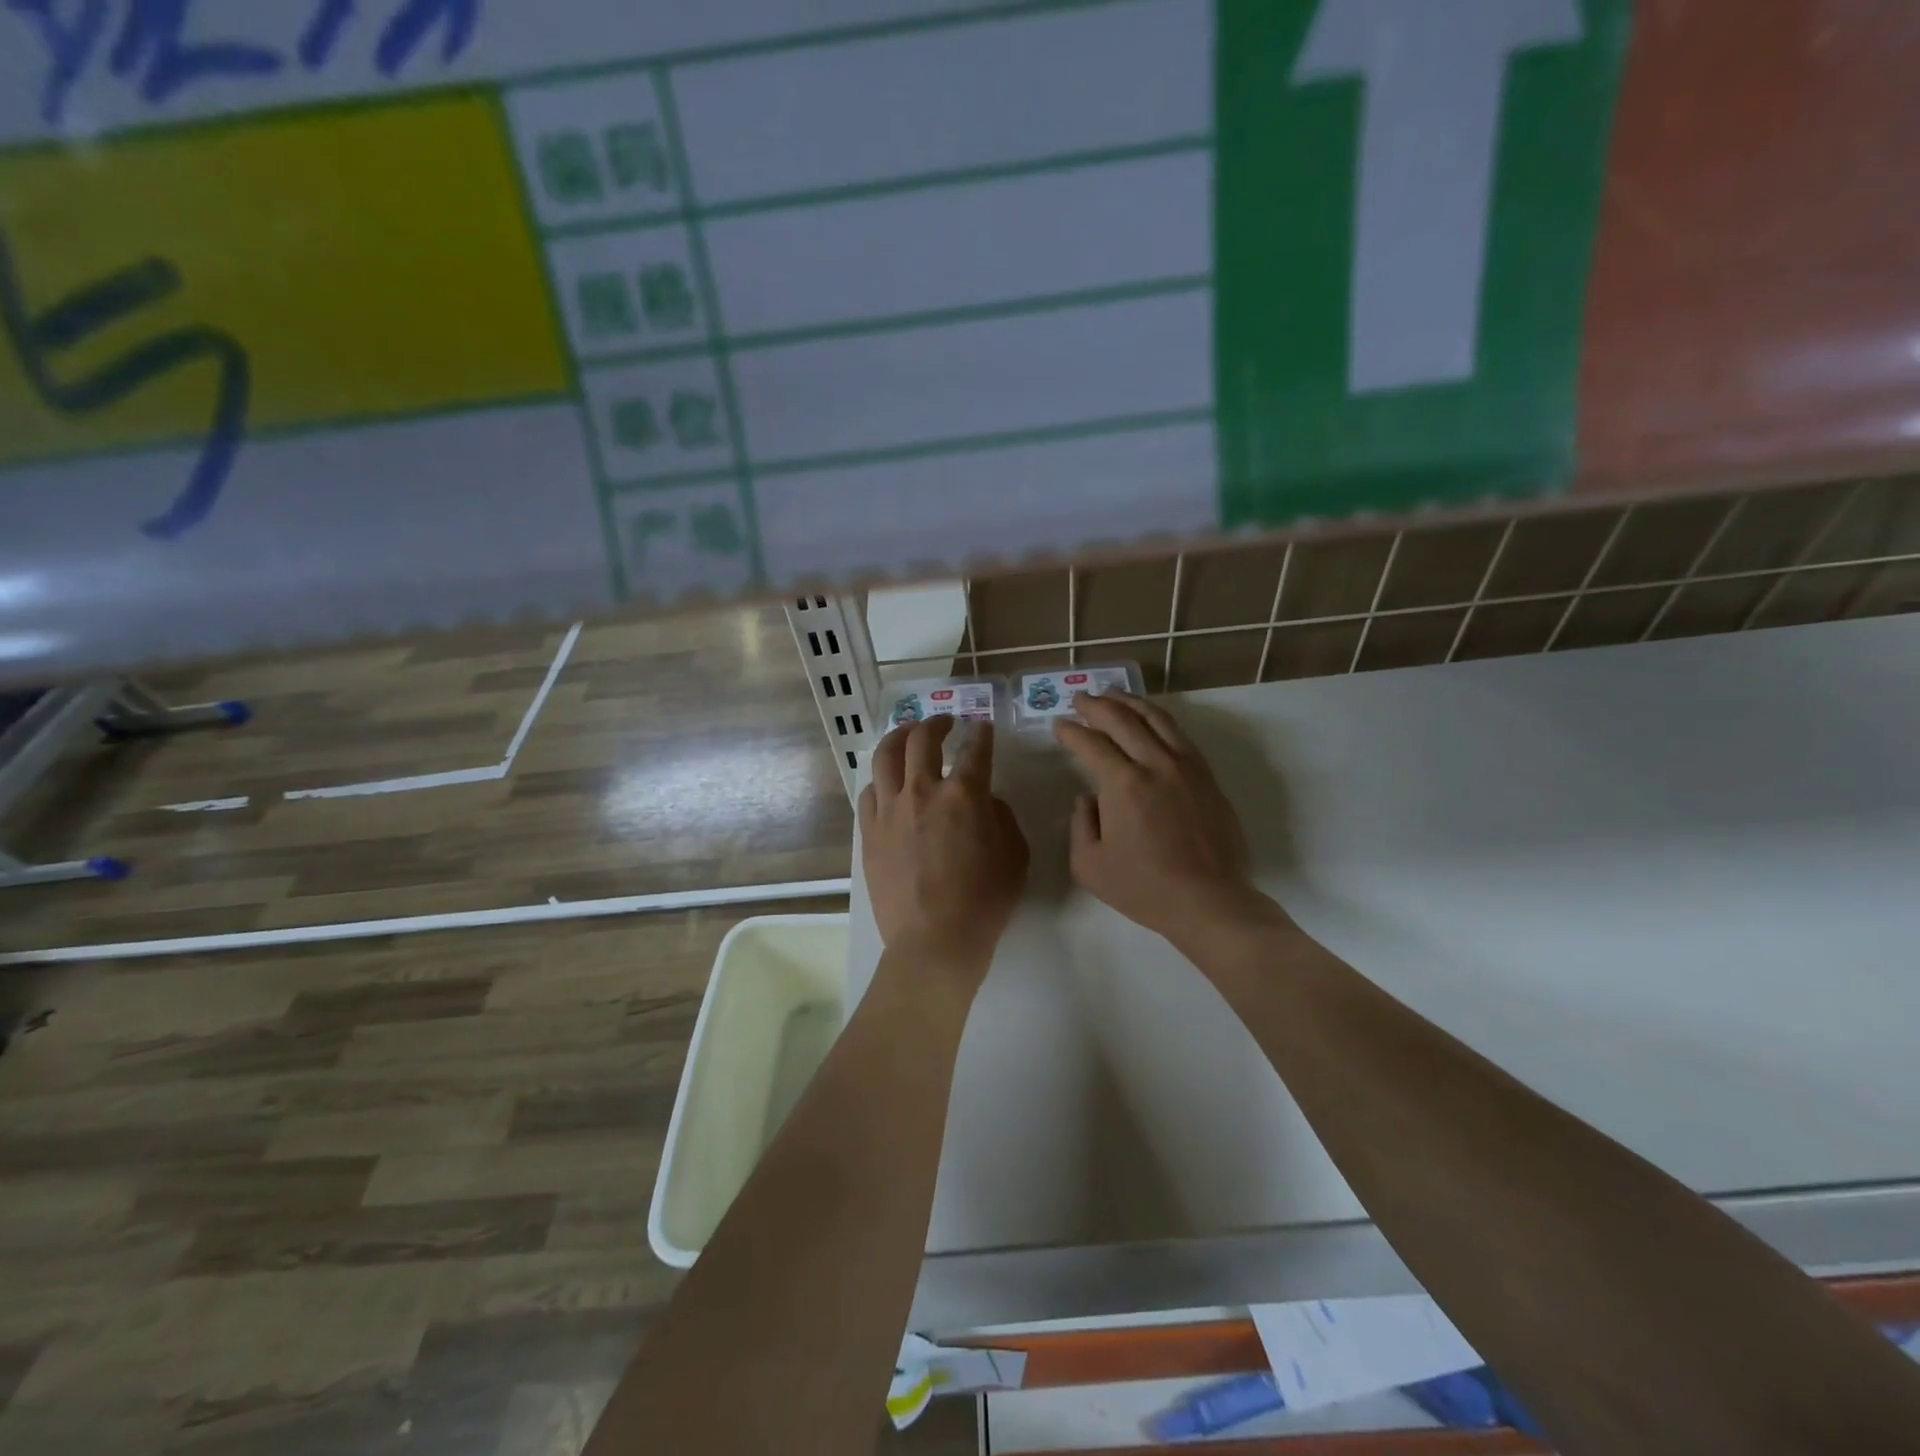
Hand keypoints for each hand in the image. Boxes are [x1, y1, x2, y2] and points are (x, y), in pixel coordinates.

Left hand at [859, 717, 1028, 981]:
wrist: (935, 940)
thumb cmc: (984, 901)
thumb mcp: (1015, 855)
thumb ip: (1001, 817)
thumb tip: (983, 800)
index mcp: (964, 795)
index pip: (975, 749)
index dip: (980, 734)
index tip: (981, 728)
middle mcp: (923, 791)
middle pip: (922, 740)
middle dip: (935, 723)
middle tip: (944, 723)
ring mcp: (890, 810)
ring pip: (885, 756)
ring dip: (899, 738)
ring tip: (907, 736)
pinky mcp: (869, 832)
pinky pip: (868, 792)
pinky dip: (880, 780)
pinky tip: (887, 783)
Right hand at [1054, 691, 1264, 943]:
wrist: (1208, 901)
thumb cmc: (1144, 888)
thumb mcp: (1089, 865)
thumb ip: (1080, 824)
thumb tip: (1087, 798)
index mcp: (1124, 784)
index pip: (1091, 744)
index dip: (1071, 732)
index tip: (1058, 726)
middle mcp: (1155, 764)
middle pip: (1123, 720)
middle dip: (1097, 705)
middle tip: (1080, 698)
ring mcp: (1186, 767)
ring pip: (1157, 719)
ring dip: (1130, 702)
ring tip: (1113, 694)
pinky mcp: (1206, 776)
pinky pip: (1179, 734)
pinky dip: (1159, 719)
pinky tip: (1149, 719)